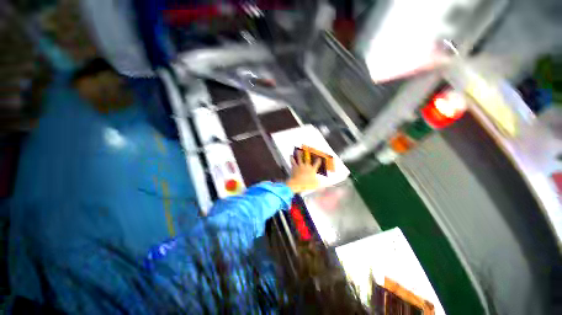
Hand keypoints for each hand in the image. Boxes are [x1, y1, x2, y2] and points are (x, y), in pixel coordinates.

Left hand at [286, 151, 320, 192]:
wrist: (297, 183)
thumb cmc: (306, 184)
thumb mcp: (314, 184)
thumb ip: (317, 183)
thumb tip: (320, 184)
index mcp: (312, 170)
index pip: (316, 164)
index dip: (318, 161)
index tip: (319, 158)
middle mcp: (306, 166)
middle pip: (307, 159)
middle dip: (308, 155)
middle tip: (307, 151)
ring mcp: (300, 166)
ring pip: (299, 158)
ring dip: (299, 154)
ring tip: (298, 151)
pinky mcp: (294, 167)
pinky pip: (293, 161)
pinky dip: (292, 158)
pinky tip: (291, 156)